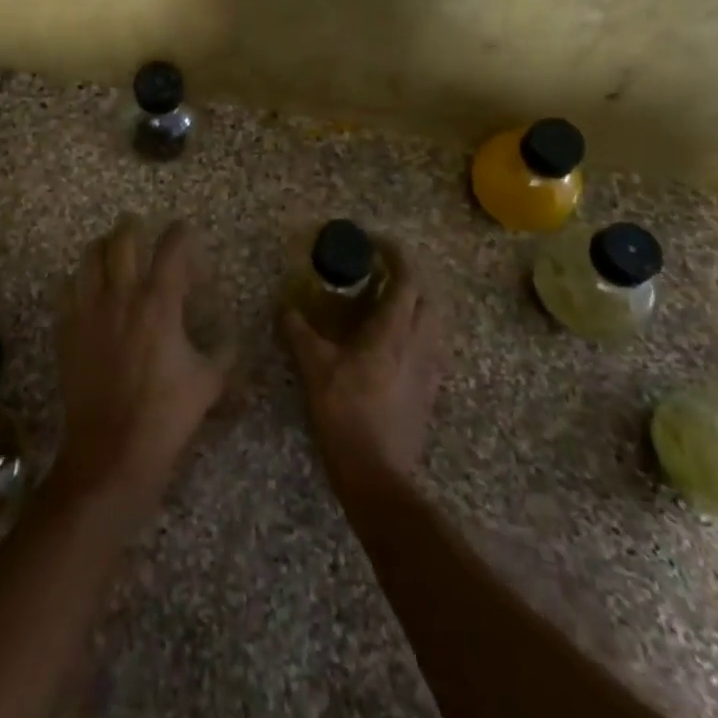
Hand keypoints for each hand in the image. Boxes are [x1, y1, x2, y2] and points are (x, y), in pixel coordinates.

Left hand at [50, 218, 232, 524]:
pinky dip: (78, 281)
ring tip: (112, 253)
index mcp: (159, 303)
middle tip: (142, 230)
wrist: (111, 451)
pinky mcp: (67, 330)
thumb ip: (223, 353)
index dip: (181, 233)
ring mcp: (88, 310)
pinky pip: (67, 289)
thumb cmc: (166, 416)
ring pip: (89, 257)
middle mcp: (121, 296)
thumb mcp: (209, 384)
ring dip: (103, 248)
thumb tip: (230, 339)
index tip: (186, 230)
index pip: (171, 248)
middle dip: (134, 228)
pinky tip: (88, 292)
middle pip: (122, 240)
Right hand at [282, 241, 446, 498]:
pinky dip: (416, 334)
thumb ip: (299, 333)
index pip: (407, 280)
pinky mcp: (429, 392)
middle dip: (409, 278)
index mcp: (393, 331)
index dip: (396, 255)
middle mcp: (419, 344)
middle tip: (382, 273)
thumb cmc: (345, 413)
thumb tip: (284, 307)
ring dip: (415, 305)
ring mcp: (429, 370)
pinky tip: (394, 345)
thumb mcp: (314, 368)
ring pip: (433, 324)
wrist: (377, 474)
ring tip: (387, 306)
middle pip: (428, 298)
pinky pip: (430, 349)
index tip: (377, 243)